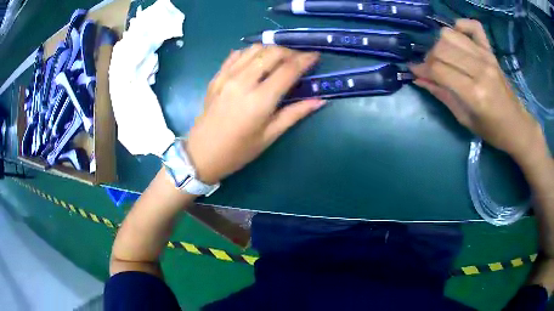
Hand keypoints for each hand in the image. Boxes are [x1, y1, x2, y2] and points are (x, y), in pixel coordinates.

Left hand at [186, 45, 324, 183]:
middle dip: (290, 51)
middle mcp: (243, 82)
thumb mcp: (269, 136)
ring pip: (254, 49)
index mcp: (260, 100)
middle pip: (272, 52)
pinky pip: (236, 55)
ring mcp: (227, 77)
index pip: (288, 69)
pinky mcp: (216, 77)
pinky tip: (257, 59)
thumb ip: (295, 114)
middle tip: (298, 59)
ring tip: (280, 58)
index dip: (305, 60)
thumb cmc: (238, 151)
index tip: (315, 55)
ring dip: (271, 49)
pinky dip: (250, 52)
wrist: (201, 154)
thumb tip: (319, 100)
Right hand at [410, 19, 544, 163]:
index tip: (414, 72)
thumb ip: (442, 95)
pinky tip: (458, 37)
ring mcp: (486, 56)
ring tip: (444, 56)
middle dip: (430, 58)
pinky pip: (473, 26)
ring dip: (440, 44)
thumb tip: (419, 79)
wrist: (516, 125)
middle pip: (442, 48)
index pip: (438, 70)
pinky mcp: (491, 51)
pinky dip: (461, 26)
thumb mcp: (464, 119)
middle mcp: (480, 69)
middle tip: (432, 69)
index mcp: (474, 94)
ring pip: (451, 34)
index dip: (422, 69)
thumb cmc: (491, 130)